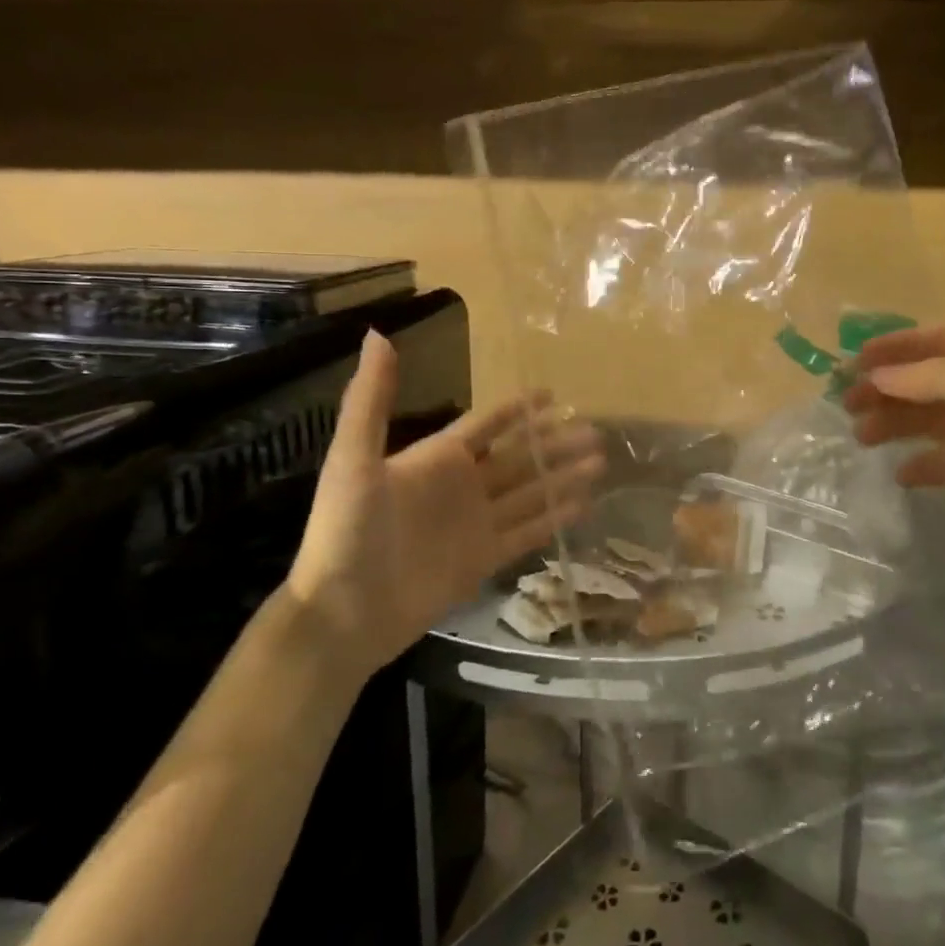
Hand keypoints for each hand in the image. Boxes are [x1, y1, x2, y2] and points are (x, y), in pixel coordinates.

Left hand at [286, 332, 603, 673]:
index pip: (487, 424)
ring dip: (563, 477)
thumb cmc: (347, 530)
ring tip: (600, 464)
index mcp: (437, 459)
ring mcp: (476, 524)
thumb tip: (376, 333)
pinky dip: (555, 520)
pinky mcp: (484, 560)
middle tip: (594, 431)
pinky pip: (527, 533)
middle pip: (519, 457)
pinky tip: (584, 506)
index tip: (553, 393)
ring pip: (530, 492)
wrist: (344, 611)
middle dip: (554, 443)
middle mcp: (462, 486)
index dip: (519, 410)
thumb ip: (371, 400)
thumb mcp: (354, 458)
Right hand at [841, 326, 944, 578]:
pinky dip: (922, 465)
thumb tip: (879, 374)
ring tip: (860, 434)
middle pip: (934, 381)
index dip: (901, 348)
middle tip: (847, 400)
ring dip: (897, 424)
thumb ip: (941, 380)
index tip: (858, 359)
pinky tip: (900, 473)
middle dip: (892, 389)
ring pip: (934, 420)